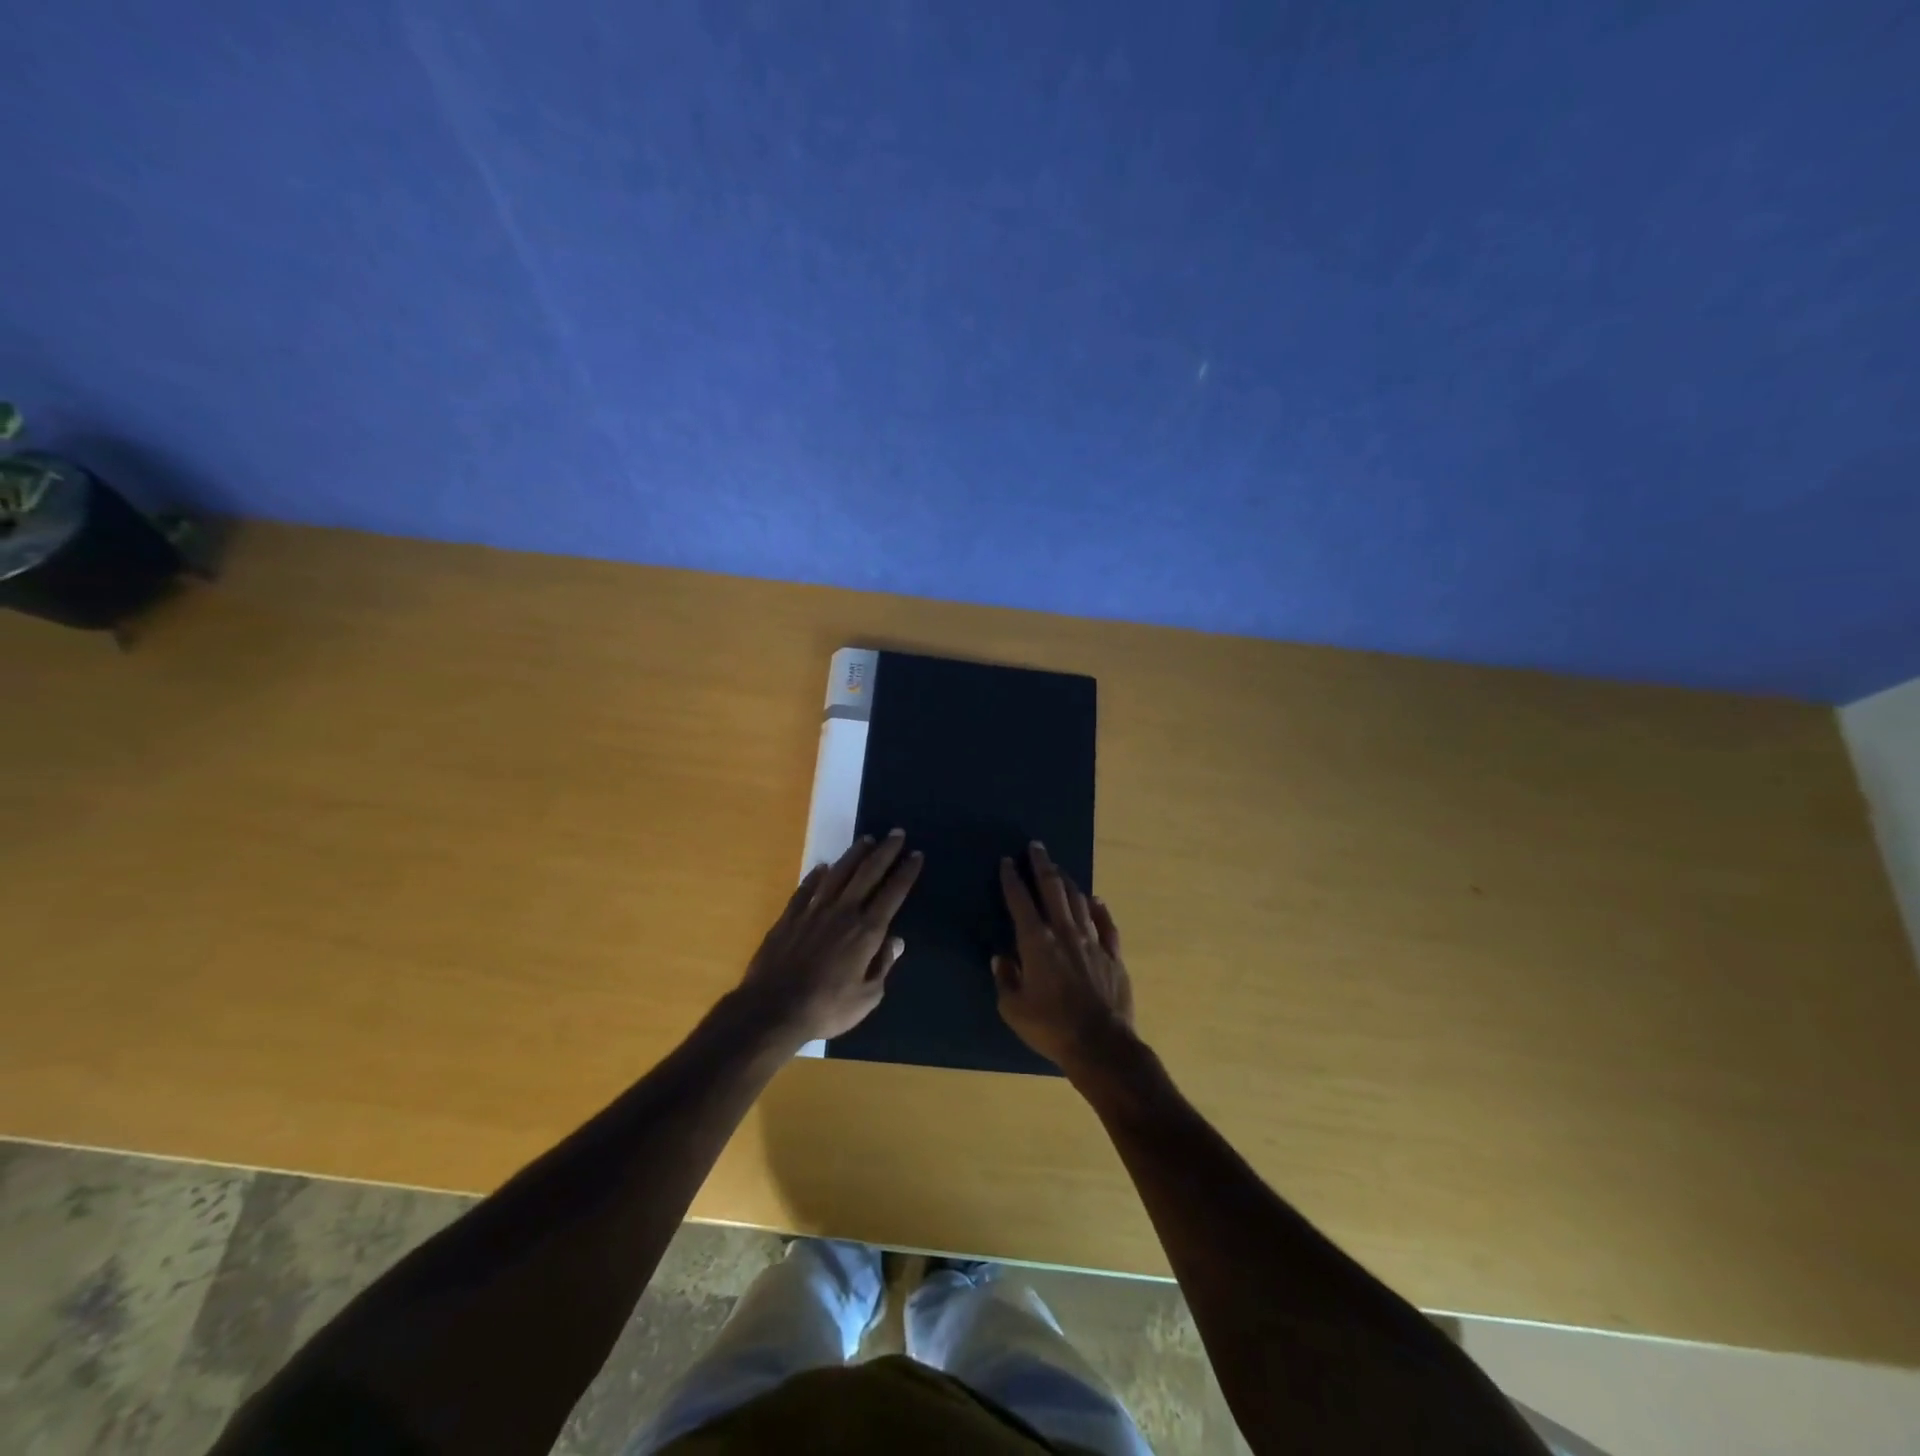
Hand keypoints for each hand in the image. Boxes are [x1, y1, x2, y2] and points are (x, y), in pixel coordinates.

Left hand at [737, 831, 922, 1046]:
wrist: (773, 1009)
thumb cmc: (826, 1008)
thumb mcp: (867, 998)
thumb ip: (882, 966)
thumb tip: (895, 941)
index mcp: (866, 931)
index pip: (892, 893)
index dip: (906, 872)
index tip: (916, 854)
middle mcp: (843, 912)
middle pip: (868, 873)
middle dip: (885, 851)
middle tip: (896, 833)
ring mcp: (814, 911)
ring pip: (838, 873)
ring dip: (854, 854)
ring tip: (866, 839)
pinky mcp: (790, 916)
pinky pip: (806, 888)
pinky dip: (816, 875)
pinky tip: (823, 866)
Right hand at [995, 842, 1134, 1072]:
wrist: (1101, 1044)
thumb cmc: (1050, 1027)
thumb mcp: (1013, 1008)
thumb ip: (1005, 979)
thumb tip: (1000, 958)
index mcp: (1036, 943)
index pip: (1020, 901)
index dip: (1012, 879)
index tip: (1008, 861)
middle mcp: (1065, 932)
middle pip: (1052, 889)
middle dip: (1042, 865)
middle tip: (1036, 847)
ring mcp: (1093, 941)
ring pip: (1079, 900)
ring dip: (1067, 881)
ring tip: (1059, 869)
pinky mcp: (1113, 954)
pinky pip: (1106, 924)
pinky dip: (1099, 908)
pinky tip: (1096, 900)